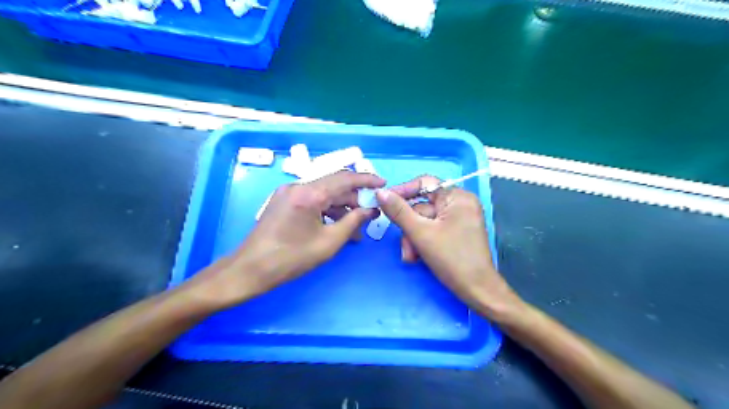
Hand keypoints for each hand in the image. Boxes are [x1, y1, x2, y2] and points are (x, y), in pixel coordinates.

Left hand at [194, 171, 387, 307]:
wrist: (251, 269)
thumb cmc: (291, 258)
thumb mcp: (329, 242)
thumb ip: (353, 222)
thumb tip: (370, 210)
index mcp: (309, 193)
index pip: (345, 178)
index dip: (367, 180)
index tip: (383, 183)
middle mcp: (298, 186)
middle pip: (334, 185)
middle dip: (355, 198)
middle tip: (370, 213)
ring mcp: (289, 192)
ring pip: (323, 193)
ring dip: (341, 207)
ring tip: (355, 227)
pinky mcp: (283, 201)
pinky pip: (312, 200)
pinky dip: (326, 210)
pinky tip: (336, 226)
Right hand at [375, 174, 524, 319]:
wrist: (477, 290)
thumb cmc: (451, 259)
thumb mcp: (420, 233)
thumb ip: (399, 211)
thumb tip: (380, 192)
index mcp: (457, 197)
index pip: (425, 184)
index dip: (403, 191)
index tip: (384, 202)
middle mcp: (459, 204)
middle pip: (422, 207)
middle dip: (409, 229)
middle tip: (405, 247)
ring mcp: (459, 219)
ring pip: (424, 222)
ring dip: (413, 239)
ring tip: (412, 257)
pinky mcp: (456, 232)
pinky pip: (432, 230)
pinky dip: (422, 242)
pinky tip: (418, 257)